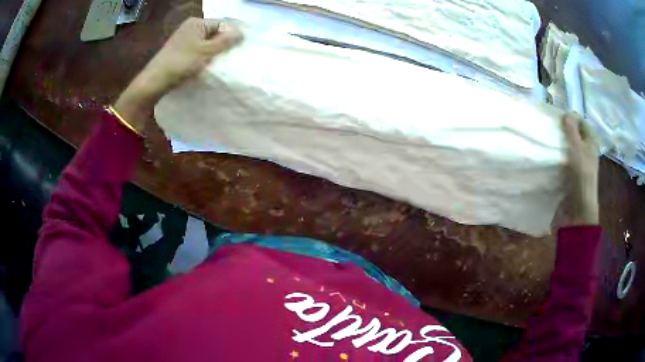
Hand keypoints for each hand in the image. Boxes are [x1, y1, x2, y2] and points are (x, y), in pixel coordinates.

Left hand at [114, 18, 241, 131]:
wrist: (155, 81)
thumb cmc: (181, 63)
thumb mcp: (207, 51)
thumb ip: (225, 41)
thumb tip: (242, 31)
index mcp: (197, 22)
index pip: (222, 24)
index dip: (233, 34)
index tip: (241, 47)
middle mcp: (190, 27)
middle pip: (214, 32)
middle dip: (224, 43)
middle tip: (233, 55)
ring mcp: (184, 38)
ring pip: (206, 42)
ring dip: (214, 50)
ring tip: (222, 61)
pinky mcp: (180, 50)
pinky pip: (198, 49)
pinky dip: (205, 55)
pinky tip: (208, 64)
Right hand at [560, 112, 599, 225]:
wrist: (578, 208)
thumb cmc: (581, 175)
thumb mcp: (577, 147)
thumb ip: (571, 129)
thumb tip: (566, 113)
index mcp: (591, 140)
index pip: (579, 120)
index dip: (569, 118)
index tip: (557, 122)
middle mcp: (587, 148)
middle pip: (574, 132)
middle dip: (563, 130)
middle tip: (552, 131)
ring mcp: (580, 161)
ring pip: (569, 145)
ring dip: (560, 143)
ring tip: (550, 143)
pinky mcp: (573, 172)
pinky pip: (565, 157)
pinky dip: (559, 155)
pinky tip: (552, 156)